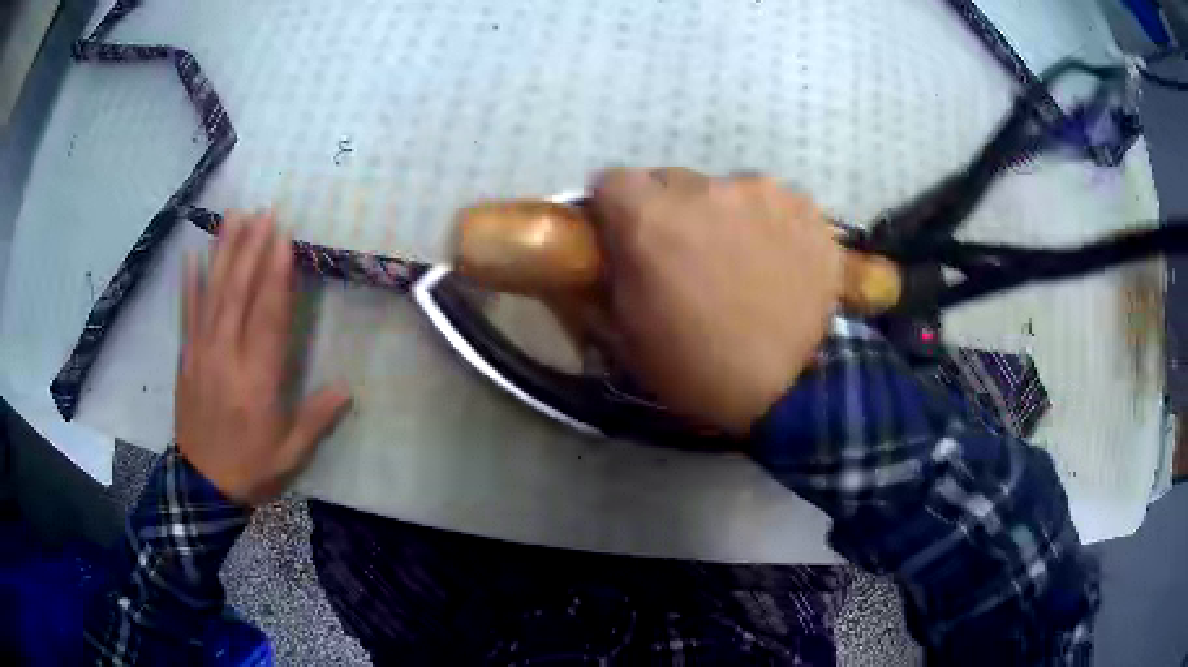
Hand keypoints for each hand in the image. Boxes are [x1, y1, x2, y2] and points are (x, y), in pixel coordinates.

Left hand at [176, 210, 350, 505]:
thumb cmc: (251, 469)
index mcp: (256, 381)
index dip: (276, 276)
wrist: (202, 486)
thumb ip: (316, 419)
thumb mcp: (290, 454)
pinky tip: (191, 256)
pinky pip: (187, 314)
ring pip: (213, 295)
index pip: (268, 318)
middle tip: (264, 212)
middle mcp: (226, 358)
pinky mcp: (185, 358)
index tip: (284, 238)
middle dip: (252, 249)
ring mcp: (201, 354)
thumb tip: (346, 389)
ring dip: (224, 253)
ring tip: (234, 217)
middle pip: (238, 294)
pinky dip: (189, 284)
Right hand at [590, 168, 841, 433]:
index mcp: (649, 219)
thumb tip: (597, 253)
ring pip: (723, 190)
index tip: (625, 240)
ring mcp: (761, 192)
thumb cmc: (699, 369)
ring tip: (740, 263)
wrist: (794, 389)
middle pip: (668, 182)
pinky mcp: (803, 205)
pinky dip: (765, 223)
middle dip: (667, 213)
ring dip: (720, 217)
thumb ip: (602, 279)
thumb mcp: (626, 336)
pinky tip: (778, 262)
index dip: (614, 211)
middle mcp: (703, 188)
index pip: (611, 182)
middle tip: (684, 257)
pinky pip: (769, 202)